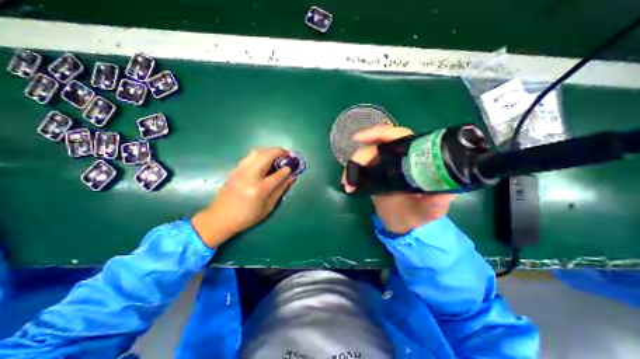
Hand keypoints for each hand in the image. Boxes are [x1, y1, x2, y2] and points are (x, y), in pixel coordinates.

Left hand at [191, 147, 295, 247]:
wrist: (220, 218)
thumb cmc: (247, 216)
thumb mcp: (268, 207)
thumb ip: (280, 190)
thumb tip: (292, 177)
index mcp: (259, 190)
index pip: (277, 175)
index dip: (287, 169)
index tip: (292, 167)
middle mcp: (249, 177)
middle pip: (266, 156)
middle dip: (279, 152)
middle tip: (287, 154)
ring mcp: (240, 171)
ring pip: (256, 152)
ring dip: (270, 150)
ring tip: (277, 154)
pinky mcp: (235, 169)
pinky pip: (249, 156)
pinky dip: (260, 154)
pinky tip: (265, 159)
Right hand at [340, 126, 454, 235]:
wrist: (403, 224)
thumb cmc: (419, 213)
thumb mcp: (432, 208)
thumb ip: (437, 199)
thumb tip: (441, 190)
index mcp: (413, 158)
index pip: (398, 137)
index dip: (380, 134)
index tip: (362, 138)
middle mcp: (396, 158)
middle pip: (375, 146)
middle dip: (361, 156)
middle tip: (352, 171)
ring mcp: (382, 167)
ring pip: (363, 158)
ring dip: (352, 167)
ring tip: (347, 183)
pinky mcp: (371, 176)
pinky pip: (358, 170)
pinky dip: (350, 175)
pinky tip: (347, 185)